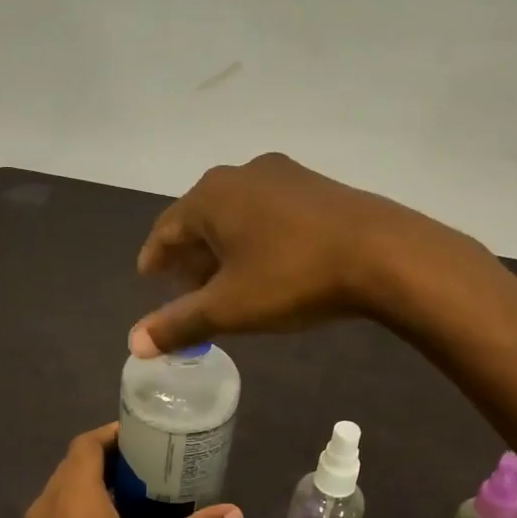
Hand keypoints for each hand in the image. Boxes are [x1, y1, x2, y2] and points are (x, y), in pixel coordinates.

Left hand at [15, 423, 242, 517]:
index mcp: (73, 496)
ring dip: (91, 486)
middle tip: (145, 464)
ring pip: (61, 493)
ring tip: (132, 495)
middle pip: (72, 465)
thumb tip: (235, 513)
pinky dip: (77, 511)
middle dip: (106, 459)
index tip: (142, 436)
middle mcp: (45, 506)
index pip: (86, 444)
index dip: (112, 434)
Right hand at [131, 153, 475, 356]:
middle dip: (191, 257)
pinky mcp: (317, 186)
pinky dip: (257, 239)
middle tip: (188, 291)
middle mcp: (242, 174)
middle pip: (202, 219)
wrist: (382, 253)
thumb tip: (134, 344)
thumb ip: (179, 323)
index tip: (149, 278)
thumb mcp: (230, 307)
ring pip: (238, 215)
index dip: (155, 257)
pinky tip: (270, 265)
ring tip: (227, 282)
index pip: (166, 228)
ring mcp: (283, 175)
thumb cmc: (292, 277)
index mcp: (211, 196)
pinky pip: (269, 213)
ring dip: (225, 248)